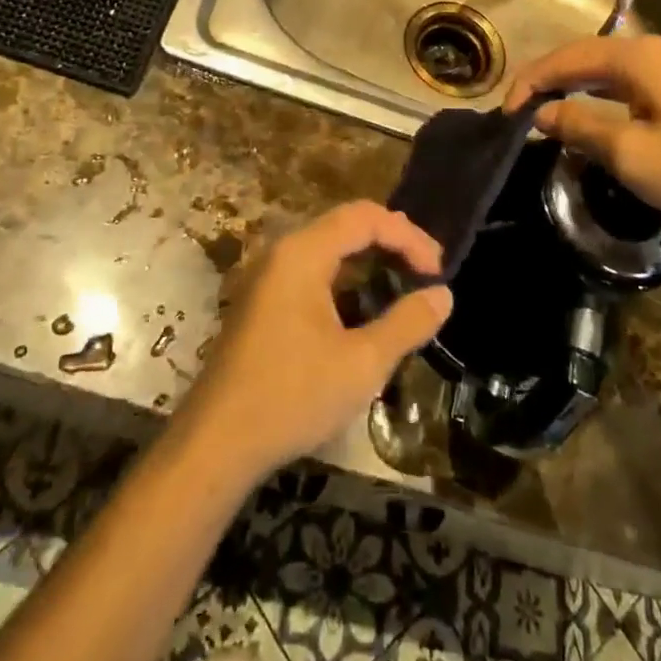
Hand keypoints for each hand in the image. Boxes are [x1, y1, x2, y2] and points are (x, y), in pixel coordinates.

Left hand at [177, 202, 452, 482]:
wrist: (216, 443)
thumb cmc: (292, 396)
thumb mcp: (362, 363)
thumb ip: (407, 323)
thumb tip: (443, 295)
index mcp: (303, 253)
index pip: (365, 217)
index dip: (408, 236)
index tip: (438, 270)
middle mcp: (282, 252)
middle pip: (346, 225)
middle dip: (392, 243)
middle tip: (428, 273)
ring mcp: (268, 276)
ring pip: (329, 249)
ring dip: (370, 260)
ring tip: (405, 286)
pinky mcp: (263, 301)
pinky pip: (312, 271)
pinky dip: (346, 279)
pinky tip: (365, 309)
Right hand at [504, 35, 660, 238]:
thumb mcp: (631, 154)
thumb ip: (580, 127)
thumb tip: (543, 114)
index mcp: (640, 57)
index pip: (568, 58)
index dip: (532, 81)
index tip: (506, 111)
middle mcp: (660, 47)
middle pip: (590, 54)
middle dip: (552, 79)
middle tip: (523, 109)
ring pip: (615, 66)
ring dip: (580, 85)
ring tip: (553, 109)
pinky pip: (638, 78)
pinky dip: (608, 92)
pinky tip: (602, 113)